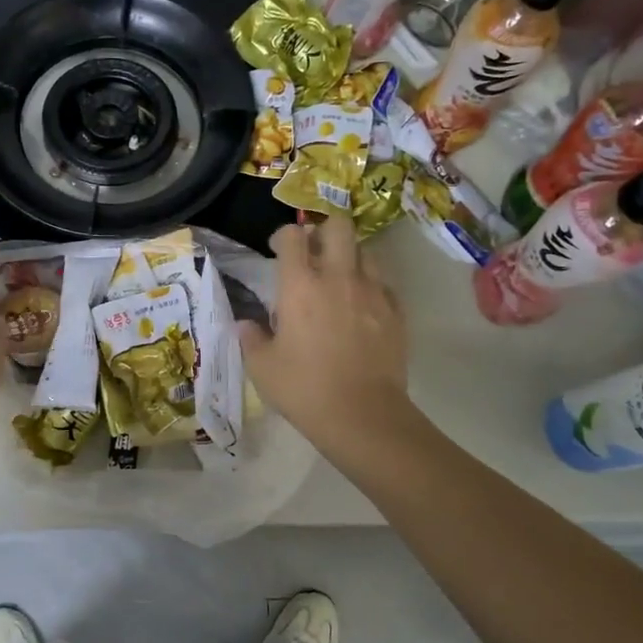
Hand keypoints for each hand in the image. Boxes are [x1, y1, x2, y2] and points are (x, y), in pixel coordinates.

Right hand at [238, 218, 409, 445]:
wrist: (363, 415)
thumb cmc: (304, 389)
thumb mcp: (262, 368)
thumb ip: (251, 338)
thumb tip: (245, 325)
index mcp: (299, 285)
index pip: (293, 236)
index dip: (284, 235)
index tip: (278, 249)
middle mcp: (338, 277)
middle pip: (339, 226)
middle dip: (325, 230)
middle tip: (315, 252)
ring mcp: (373, 292)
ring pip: (366, 251)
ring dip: (351, 257)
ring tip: (341, 279)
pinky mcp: (396, 311)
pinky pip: (385, 284)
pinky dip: (372, 287)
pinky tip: (363, 307)